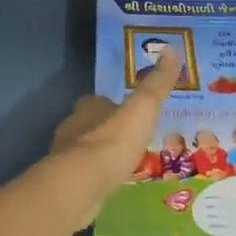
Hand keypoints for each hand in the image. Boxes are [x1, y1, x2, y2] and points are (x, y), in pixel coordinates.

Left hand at [49, 45, 181, 202]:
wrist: (82, 184)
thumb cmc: (113, 142)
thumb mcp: (143, 108)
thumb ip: (156, 84)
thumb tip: (170, 49)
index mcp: (89, 107)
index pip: (100, 101)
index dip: (114, 106)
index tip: (131, 116)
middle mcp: (73, 128)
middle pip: (91, 125)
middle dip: (107, 131)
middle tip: (130, 142)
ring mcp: (65, 158)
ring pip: (85, 152)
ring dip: (101, 156)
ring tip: (123, 165)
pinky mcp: (66, 183)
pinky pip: (84, 176)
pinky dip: (96, 178)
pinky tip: (110, 185)